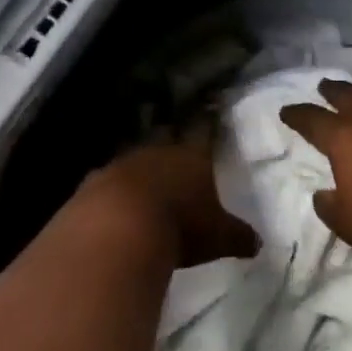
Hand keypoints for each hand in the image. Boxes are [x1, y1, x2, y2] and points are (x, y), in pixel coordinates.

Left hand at [77, 118, 258, 268]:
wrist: (117, 230)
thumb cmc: (180, 227)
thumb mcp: (218, 237)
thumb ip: (237, 237)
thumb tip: (258, 243)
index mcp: (193, 156)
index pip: (205, 131)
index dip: (208, 122)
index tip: (210, 108)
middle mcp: (158, 152)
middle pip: (167, 138)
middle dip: (172, 141)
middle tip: (177, 144)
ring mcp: (123, 164)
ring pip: (135, 157)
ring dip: (141, 168)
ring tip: (146, 180)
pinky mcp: (93, 183)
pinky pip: (106, 181)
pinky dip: (111, 191)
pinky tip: (112, 204)